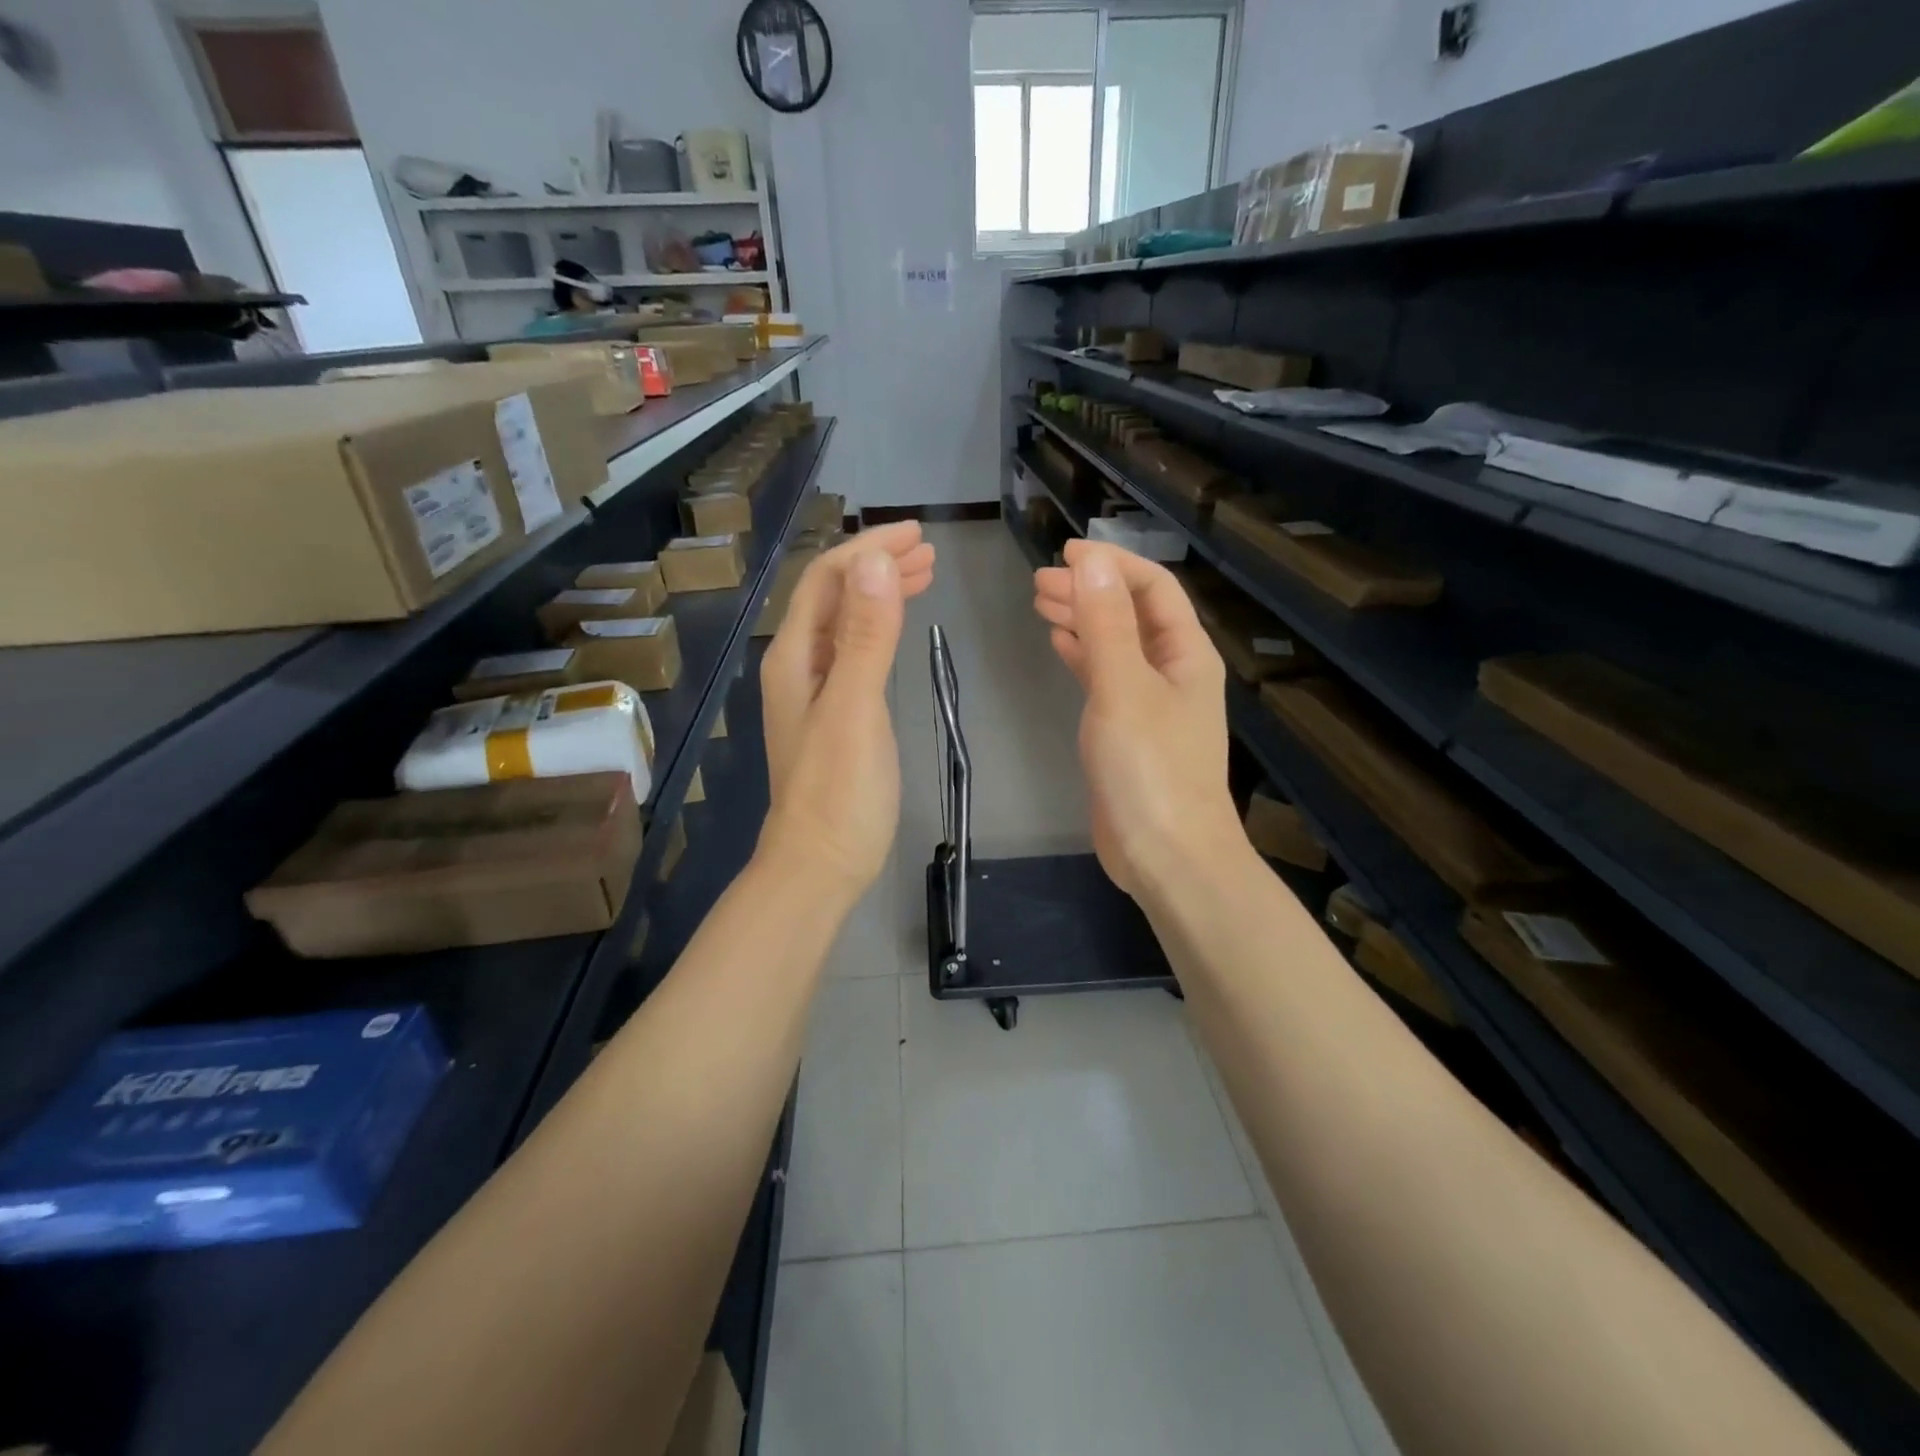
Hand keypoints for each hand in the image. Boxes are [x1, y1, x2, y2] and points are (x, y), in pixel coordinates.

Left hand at [758, 522, 935, 904]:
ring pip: (846, 624)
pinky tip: (900, 630)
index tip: (917, 535)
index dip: (868, 550)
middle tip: (928, 551)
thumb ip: (867, 635)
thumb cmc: (839, 790)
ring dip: (880, 594)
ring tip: (924, 576)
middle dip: (877, 566)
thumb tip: (877, 560)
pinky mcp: (836, 716)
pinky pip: (855, 654)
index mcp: (795, 657)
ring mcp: (816, 692)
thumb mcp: (856, 707)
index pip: (827, 580)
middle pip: (834, 597)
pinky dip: (881, 630)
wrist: (821, 863)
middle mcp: (799, 666)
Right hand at [1033, 540, 1241, 898]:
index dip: (1113, 564)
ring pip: (1115, 645)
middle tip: (1040, 580)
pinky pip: (1105, 679)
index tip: (1066, 552)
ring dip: (1083, 619)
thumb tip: (1092, 561)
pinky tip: (1059, 643)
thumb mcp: (1123, 687)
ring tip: (1041, 602)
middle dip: (1091, 590)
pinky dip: (1082, 656)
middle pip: (1132, 613)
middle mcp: (1173, 672)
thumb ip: (1106, 623)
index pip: (1154, 588)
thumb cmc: (1149, 768)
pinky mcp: (1128, 732)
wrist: (1166, 855)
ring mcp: (1151, 704)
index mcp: (1186, 654)